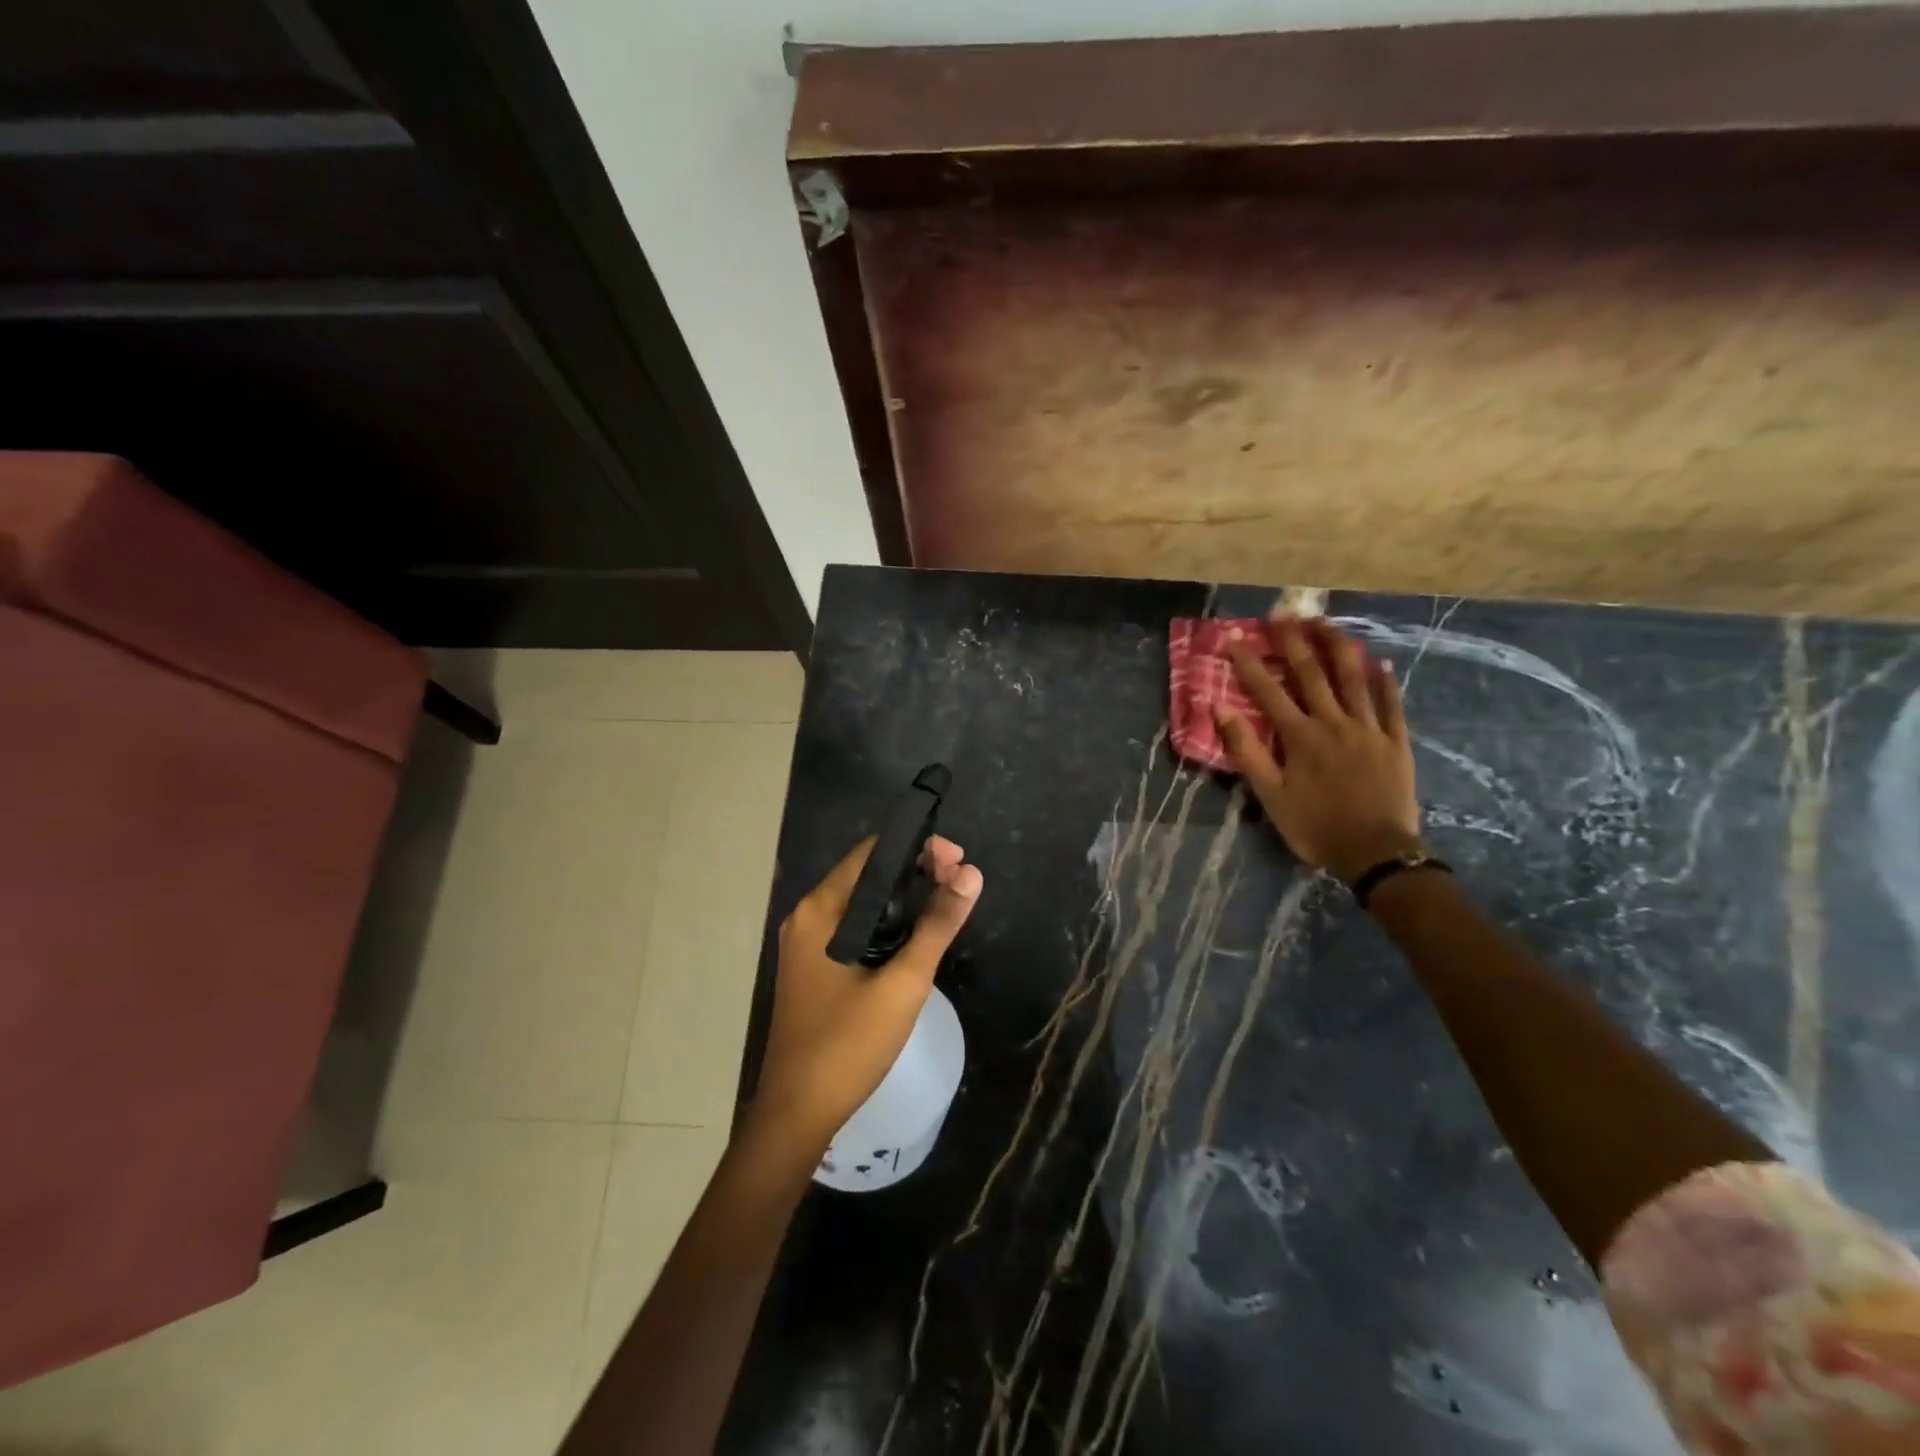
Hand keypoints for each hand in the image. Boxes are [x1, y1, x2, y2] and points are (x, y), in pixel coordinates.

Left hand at [750, 835, 982, 1156]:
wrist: (797, 1113)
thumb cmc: (849, 1044)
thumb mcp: (903, 982)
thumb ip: (937, 925)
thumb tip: (971, 874)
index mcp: (820, 910)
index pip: (872, 853)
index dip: (917, 848)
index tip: (958, 862)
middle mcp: (808, 917)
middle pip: (866, 874)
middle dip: (915, 871)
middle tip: (960, 883)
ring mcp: (807, 944)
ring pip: (861, 903)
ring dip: (903, 898)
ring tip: (946, 904)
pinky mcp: (813, 967)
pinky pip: (853, 928)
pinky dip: (886, 923)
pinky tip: (913, 937)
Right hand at [1217, 616, 1422, 882]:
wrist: (1376, 853)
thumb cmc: (1315, 826)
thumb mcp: (1270, 795)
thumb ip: (1246, 751)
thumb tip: (1220, 710)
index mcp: (1300, 737)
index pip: (1268, 691)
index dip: (1250, 663)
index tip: (1236, 638)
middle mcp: (1334, 723)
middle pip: (1312, 674)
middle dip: (1295, 643)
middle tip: (1284, 616)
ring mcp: (1369, 730)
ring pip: (1354, 680)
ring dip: (1339, 648)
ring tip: (1328, 623)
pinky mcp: (1396, 742)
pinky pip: (1391, 705)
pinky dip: (1385, 682)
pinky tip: (1380, 663)